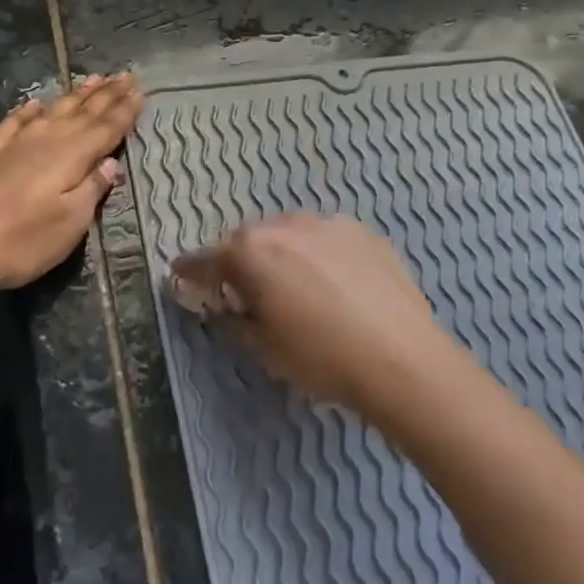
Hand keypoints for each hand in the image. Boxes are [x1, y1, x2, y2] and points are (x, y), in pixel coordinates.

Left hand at [0, 73, 142, 294]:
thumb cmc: (25, 240)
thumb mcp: (72, 222)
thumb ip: (93, 188)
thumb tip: (111, 163)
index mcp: (72, 156)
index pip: (106, 128)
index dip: (125, 110)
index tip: (139, 90)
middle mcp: (47, 140)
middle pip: (83, 113)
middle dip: (107, 94)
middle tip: (125, 75)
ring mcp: (16, 144)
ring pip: (54, 111)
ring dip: (76, 96)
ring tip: (93, 79)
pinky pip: (16, 122)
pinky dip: (29, 111)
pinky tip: (36, 104)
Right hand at [170, 213, 465, 420]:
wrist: (403, 359)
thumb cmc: (321, 357)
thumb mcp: (262, 348)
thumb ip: (230, 318)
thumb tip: (222, 305)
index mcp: (250, 251)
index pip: (204, 260)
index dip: (189, 272)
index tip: (180, 278)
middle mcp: (284, 224)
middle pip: (246, 241)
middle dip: (240, 264)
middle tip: (247, 295)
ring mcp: (327, 223)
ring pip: (287, 235)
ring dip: (280, 255)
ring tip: (295, 289)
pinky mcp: (362, 231)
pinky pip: (324, 239)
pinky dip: (317, 255)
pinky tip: (334, 285)